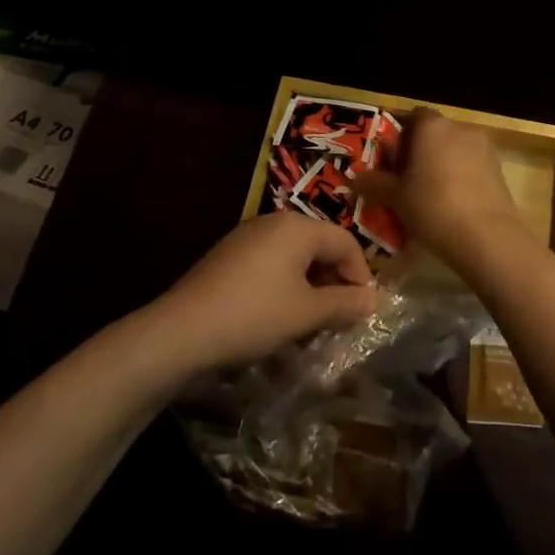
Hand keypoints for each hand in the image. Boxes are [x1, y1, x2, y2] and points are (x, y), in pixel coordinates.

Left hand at [155, 211, 377, 369]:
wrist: (180, 331)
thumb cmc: (253, 315)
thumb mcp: (305, 313)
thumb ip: (344, 304)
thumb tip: (374, 300)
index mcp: (298, 227)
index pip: (346, 243)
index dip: (361, 276)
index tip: (363, 311)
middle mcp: (274, 223)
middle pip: (320, 248)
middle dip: (334, 284)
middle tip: (339, 320)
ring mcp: (247, 238)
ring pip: (295, 260)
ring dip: (310, 290)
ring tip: (311, 326)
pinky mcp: (229, 258)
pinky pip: (270, 267)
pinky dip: (284, 290)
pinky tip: (278, 321)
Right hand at [352, 109, 525, 271]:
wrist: (487, 236)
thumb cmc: (432, 207)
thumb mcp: (395, 198)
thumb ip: (374, 184)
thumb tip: (353, 179)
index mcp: (431, 126)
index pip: (412, 117)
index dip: (400, 135)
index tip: (390, 159)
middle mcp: (459, 128)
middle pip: (434, 133)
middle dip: (420, 152)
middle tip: (405, 180)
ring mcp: (483, 147)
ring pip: (454, 150)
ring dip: (442, 165)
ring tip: (428, 195)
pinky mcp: (498, 168)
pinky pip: (471, 166)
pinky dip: (460, 178)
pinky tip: (452, 204)